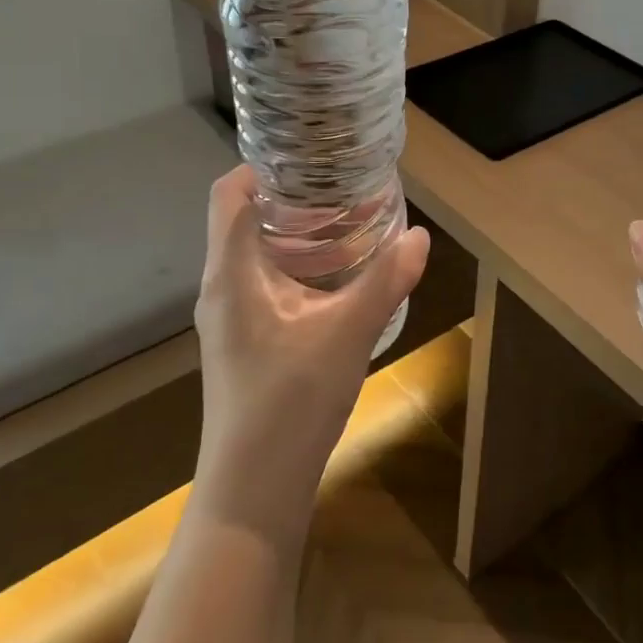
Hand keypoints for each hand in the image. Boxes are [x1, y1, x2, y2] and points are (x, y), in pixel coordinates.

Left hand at [192, 165, 429, 538]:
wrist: (254, 487)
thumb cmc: (291, 401)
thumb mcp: (347, 333)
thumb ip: (385, 281)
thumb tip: (421, 236)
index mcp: (231, 272)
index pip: (229, 194)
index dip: (260, 166)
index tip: (308, 155)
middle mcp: (221, 287)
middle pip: (242, 218)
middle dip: (287, 195)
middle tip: (339, 184)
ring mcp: (229, 317)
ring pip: (253, 253)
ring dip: (292, 232)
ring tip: (343, 221)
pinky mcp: (243, 341)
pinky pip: (262, 282)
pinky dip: (294, 265)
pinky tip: (334, 278)